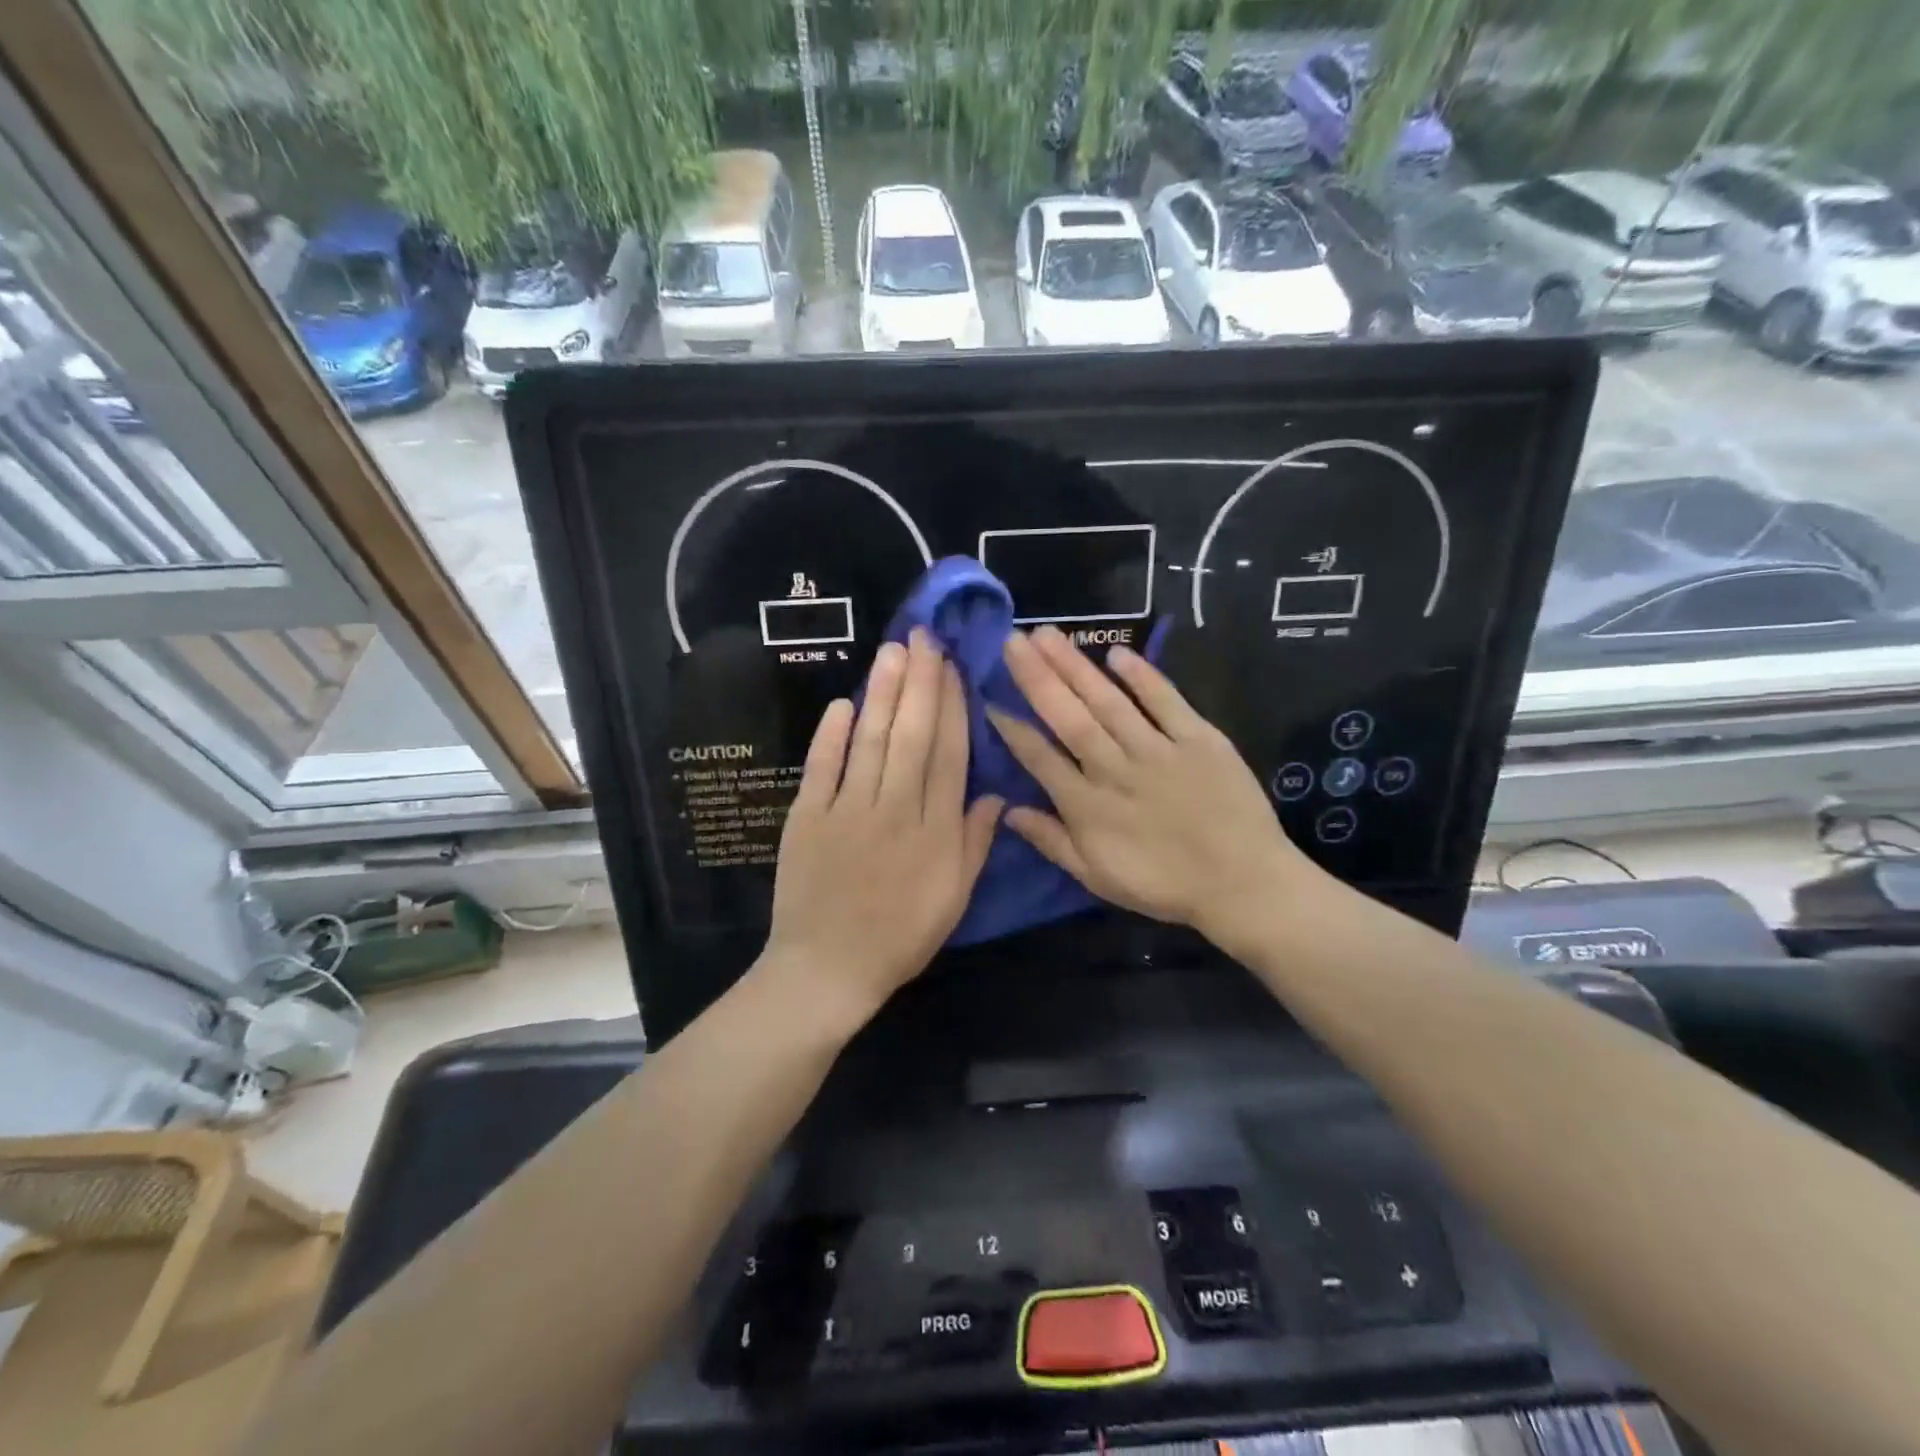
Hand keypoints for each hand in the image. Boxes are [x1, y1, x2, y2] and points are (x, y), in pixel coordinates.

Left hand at [765, 629, 1003, 1026]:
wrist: (828, 968)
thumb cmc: (900, 936)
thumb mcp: (954, 898)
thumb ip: (975, 843)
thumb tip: (996, 795)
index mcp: (935, 830)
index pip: (949, 755)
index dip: (953, 708)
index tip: (955, 669)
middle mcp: (895, 809)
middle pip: (912, 736)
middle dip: (921, 683)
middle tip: (924, 637)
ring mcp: (847, 810)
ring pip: (871, 741)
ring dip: (883, 694)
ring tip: (893, 652)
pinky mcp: (808, 817)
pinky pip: (822, 767)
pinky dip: (832, 735)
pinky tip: (843, 703)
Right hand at [988, 625, 1326, 951]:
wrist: (1242, 884)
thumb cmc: (1164, 885)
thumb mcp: (1097, 877)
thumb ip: (1051, 841)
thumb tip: (1008, 810)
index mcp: (1087, 805)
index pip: (1039, 757)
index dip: (1011, 728)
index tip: (989, 696)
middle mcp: (1114, 768)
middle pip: (1069, 716)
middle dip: (1037, 677)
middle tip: (1012, 640)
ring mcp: (1157, 749)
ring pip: (1108, 701)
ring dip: (1076, 666)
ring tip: (1047, 634)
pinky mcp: (1198, 738)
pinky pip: (1166, 701)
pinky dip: (1143, 676)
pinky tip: (1117, 653)